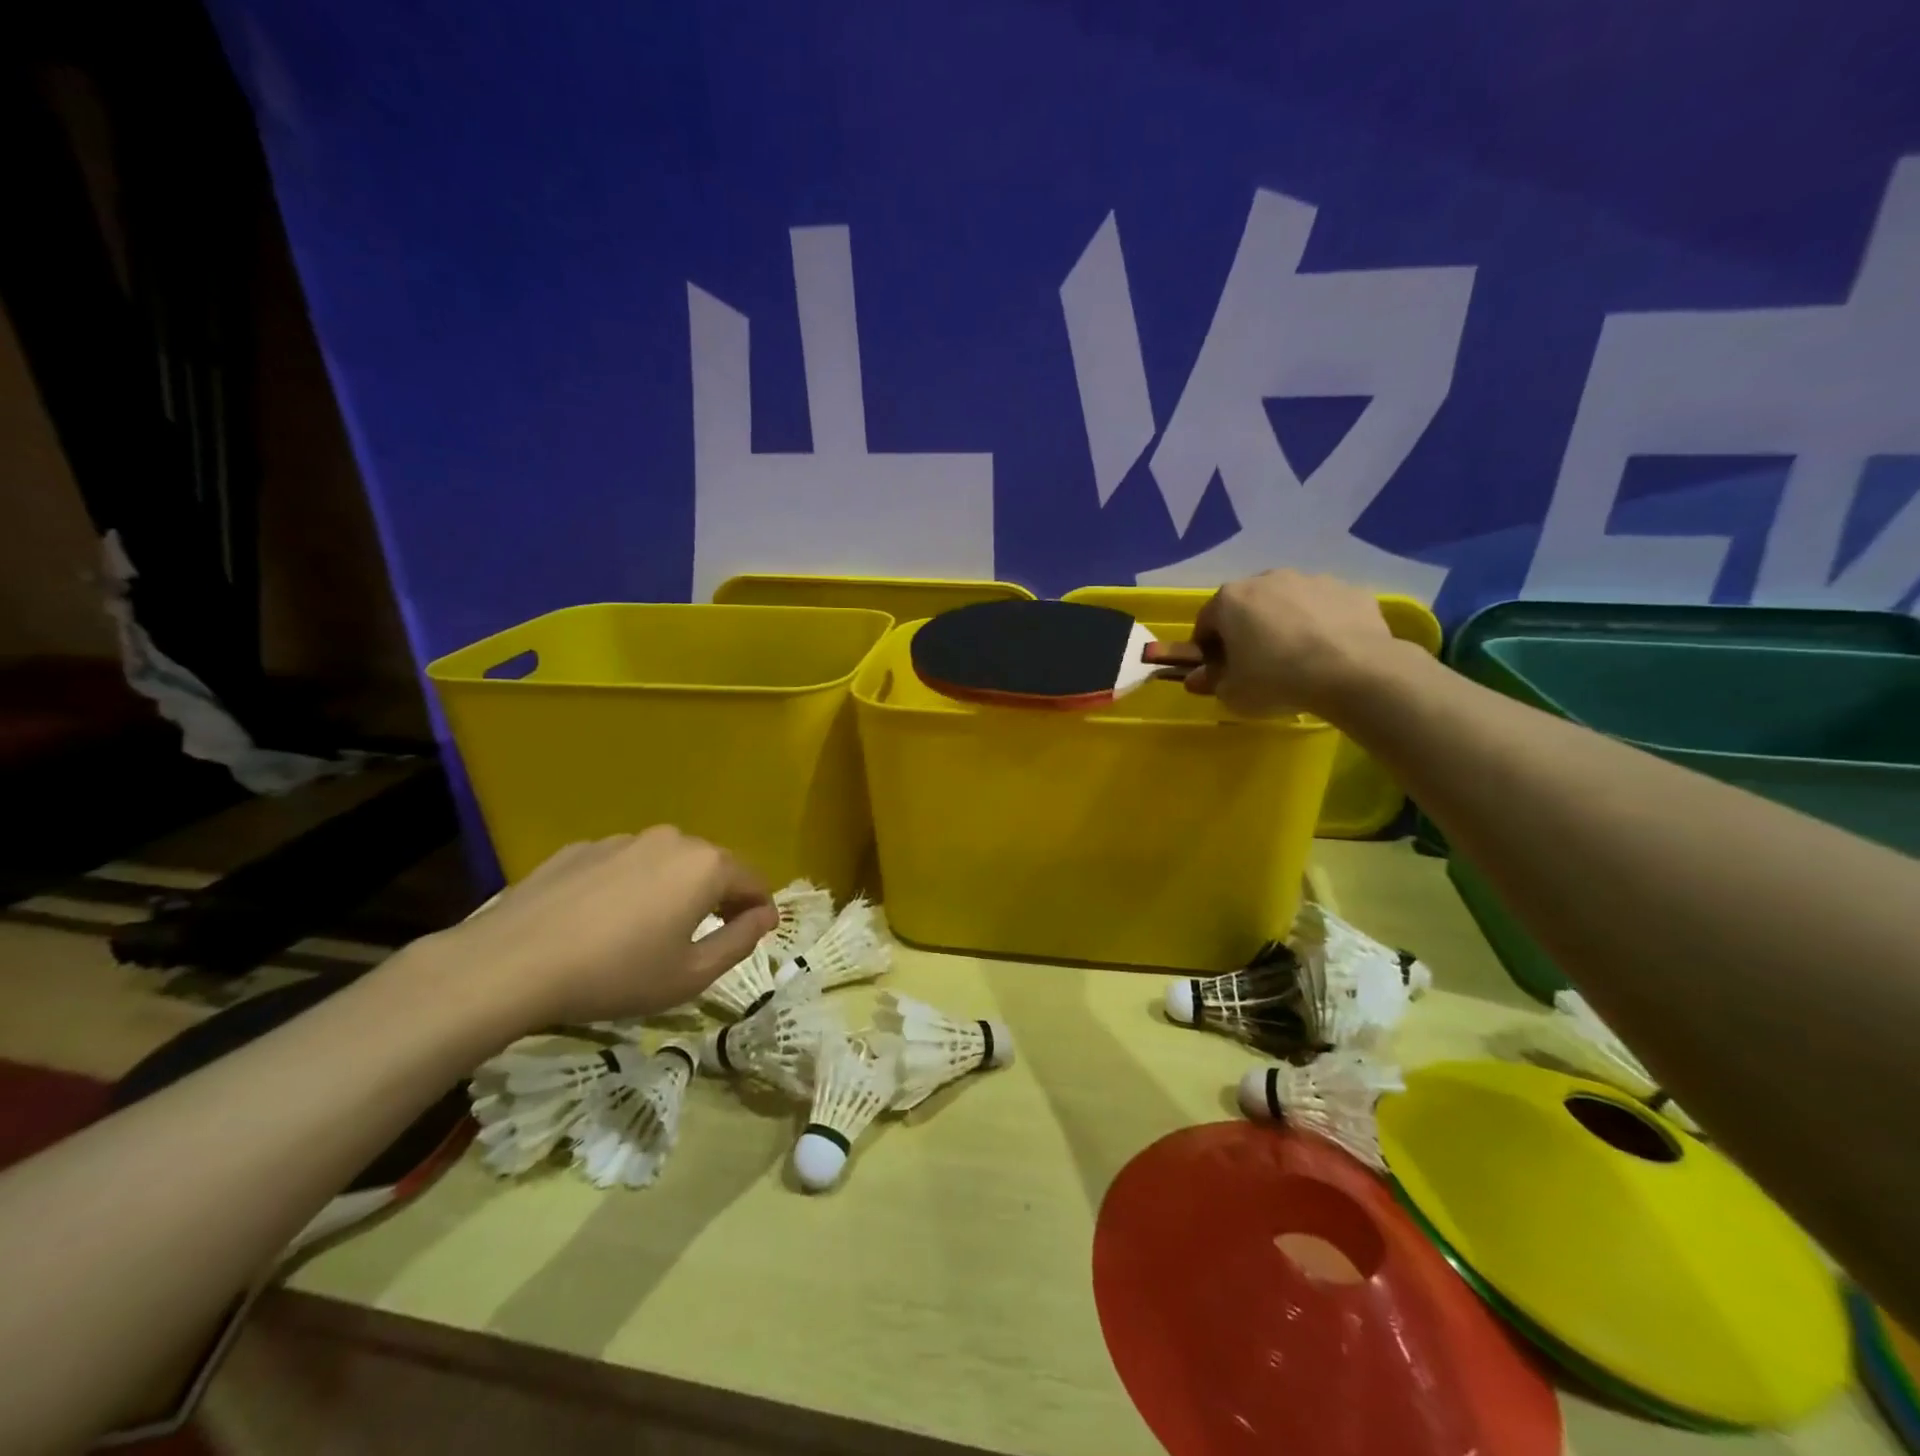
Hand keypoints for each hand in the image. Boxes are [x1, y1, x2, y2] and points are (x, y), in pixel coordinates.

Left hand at [434, 827, 776, 1026]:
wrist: (510, 964)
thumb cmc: (616, 974)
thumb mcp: (692, 974)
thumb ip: (740, 941)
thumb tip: (765, 916)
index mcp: (706, 866)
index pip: (753, 881)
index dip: (760, 910)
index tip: (754, 936)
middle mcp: (672, 840)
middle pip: (712, 866)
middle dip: (717, 897)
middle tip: (703, 938)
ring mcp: (623, 839)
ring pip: (666, 863)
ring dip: (672, 890)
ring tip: (648, 931)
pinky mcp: (581, 848)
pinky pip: (624, 865)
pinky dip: (629, 887)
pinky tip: (602, 922)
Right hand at [1173, 570, 1398, 718]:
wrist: (1353, 671)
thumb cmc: (1276, 680)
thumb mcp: (1232, 693)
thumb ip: (1211, 682)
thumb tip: (1196, 678)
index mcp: (1230, 599)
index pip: (1206, 622)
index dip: (1208, 648)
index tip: (1219, 670)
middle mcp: (1267, 579)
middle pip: (1247, 606)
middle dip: (1247, 630)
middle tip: (1258, 664)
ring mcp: (1312, 580)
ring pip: (1288, 602)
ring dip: (1286, 623)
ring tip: (1299, 658)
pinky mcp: (1350, 590)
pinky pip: (1326, 608)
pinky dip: (1323, 624)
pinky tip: (1331, 652)